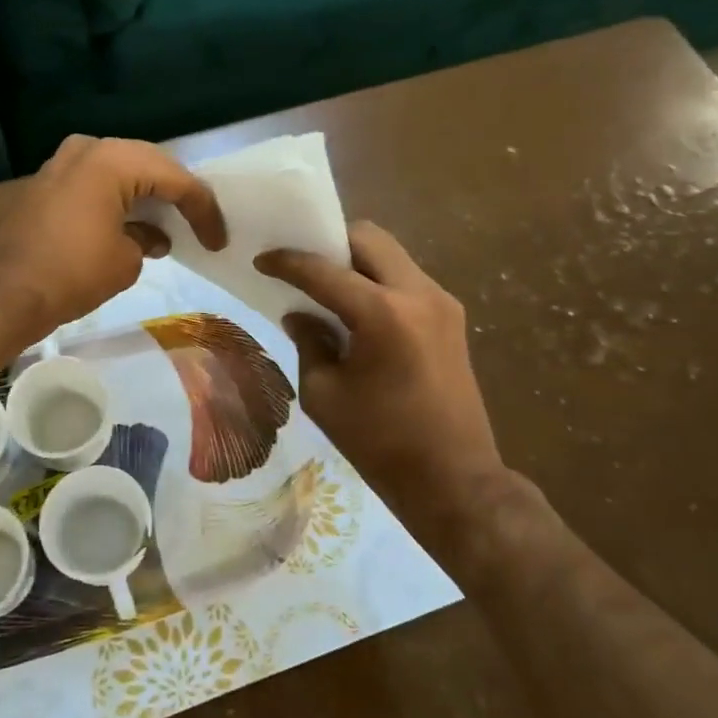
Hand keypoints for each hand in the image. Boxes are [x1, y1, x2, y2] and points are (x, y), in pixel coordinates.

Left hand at [0, 135, 227, 342]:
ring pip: (122, 170)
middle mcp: (88, 149)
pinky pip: (97, 182)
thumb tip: (148, 237)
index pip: (175, 178)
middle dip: (176, 194)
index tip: (218, 240)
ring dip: (147, 195)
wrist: (5, 292)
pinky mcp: (47, 183)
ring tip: (171, 224)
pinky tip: (134, 225)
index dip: (203, 209)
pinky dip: (119, 199)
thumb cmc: (73, 273)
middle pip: (149, 164)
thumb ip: (147, 240)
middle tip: (199, 223)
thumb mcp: (126, 260)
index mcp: (113, 160)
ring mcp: (63, 163)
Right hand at [255, 222, 502, 500]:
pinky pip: (407, 278)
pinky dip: (379, 279)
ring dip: (358, 260)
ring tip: (328, 284)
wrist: (454, 479)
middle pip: (369, 238)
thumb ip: (309, 342)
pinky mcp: (452, 317)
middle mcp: (418, 293)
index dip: (288, 262)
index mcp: (383, 314)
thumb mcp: (324, 394)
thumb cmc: (380, 443)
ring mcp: (442, 302)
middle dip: (331, 242)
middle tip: (303, 264)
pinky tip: (358, 307)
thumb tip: (299, 314)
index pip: (324, 271)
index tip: (262, 260)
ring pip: (392, 254)